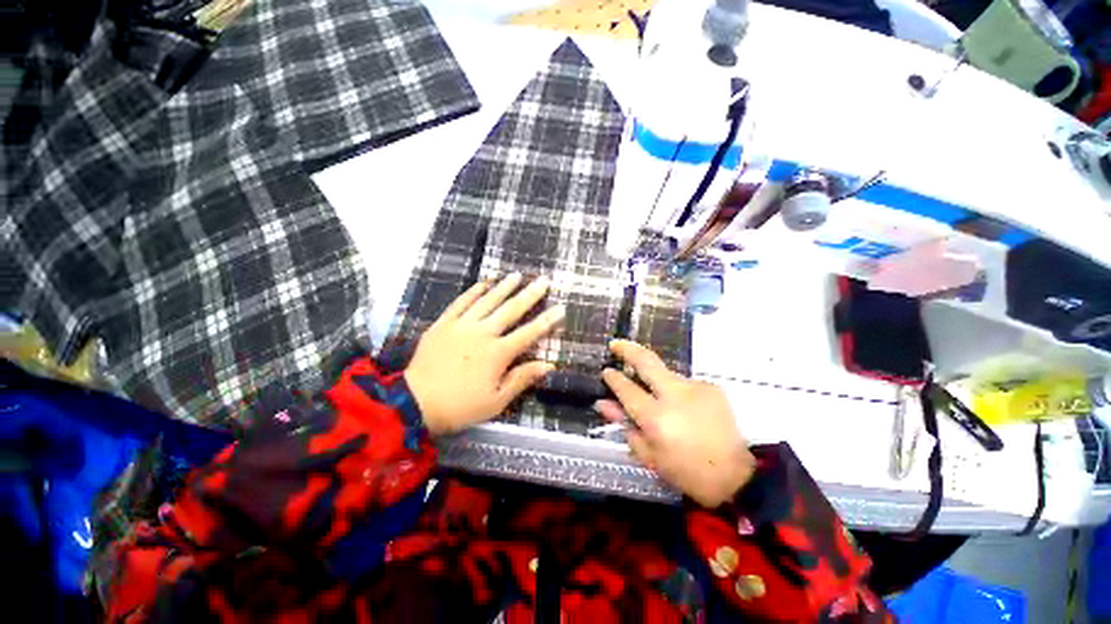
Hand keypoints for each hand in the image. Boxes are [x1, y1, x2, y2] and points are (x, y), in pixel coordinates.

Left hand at [405, 273, 564, 435]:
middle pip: (511, 310)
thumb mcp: (496, 401)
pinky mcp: (443, 324)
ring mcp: (461, 326)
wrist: (415, 403)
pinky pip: (461, 302)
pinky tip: (484, 282)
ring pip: (487, 301)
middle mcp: (483, 333)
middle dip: (530, 295)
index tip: (560, 307)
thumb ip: (521, 379)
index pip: (529, 333)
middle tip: (543, 281)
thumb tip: (548, 365)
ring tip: (517, 275)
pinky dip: (474, 291)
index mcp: (498, 354)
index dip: (547, 320)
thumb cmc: (460, 406)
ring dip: (504, 287)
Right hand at [598, 340, 755, 507]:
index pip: (627, 389)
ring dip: (654, 378)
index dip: (614, 379)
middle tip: (615, 344)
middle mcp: (675, 395)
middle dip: (627, 349)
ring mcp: (695, 387)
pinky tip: (682, 409)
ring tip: (657, 398)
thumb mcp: (650, 455)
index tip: (606, 371)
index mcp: (656, 418)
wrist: (737, 476)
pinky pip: (683, 383)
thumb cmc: (687, 472)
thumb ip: (625, 425)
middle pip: (646, 361)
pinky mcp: (710, 387)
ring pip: (665, 373)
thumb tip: (603, 403)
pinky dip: (675, 391)